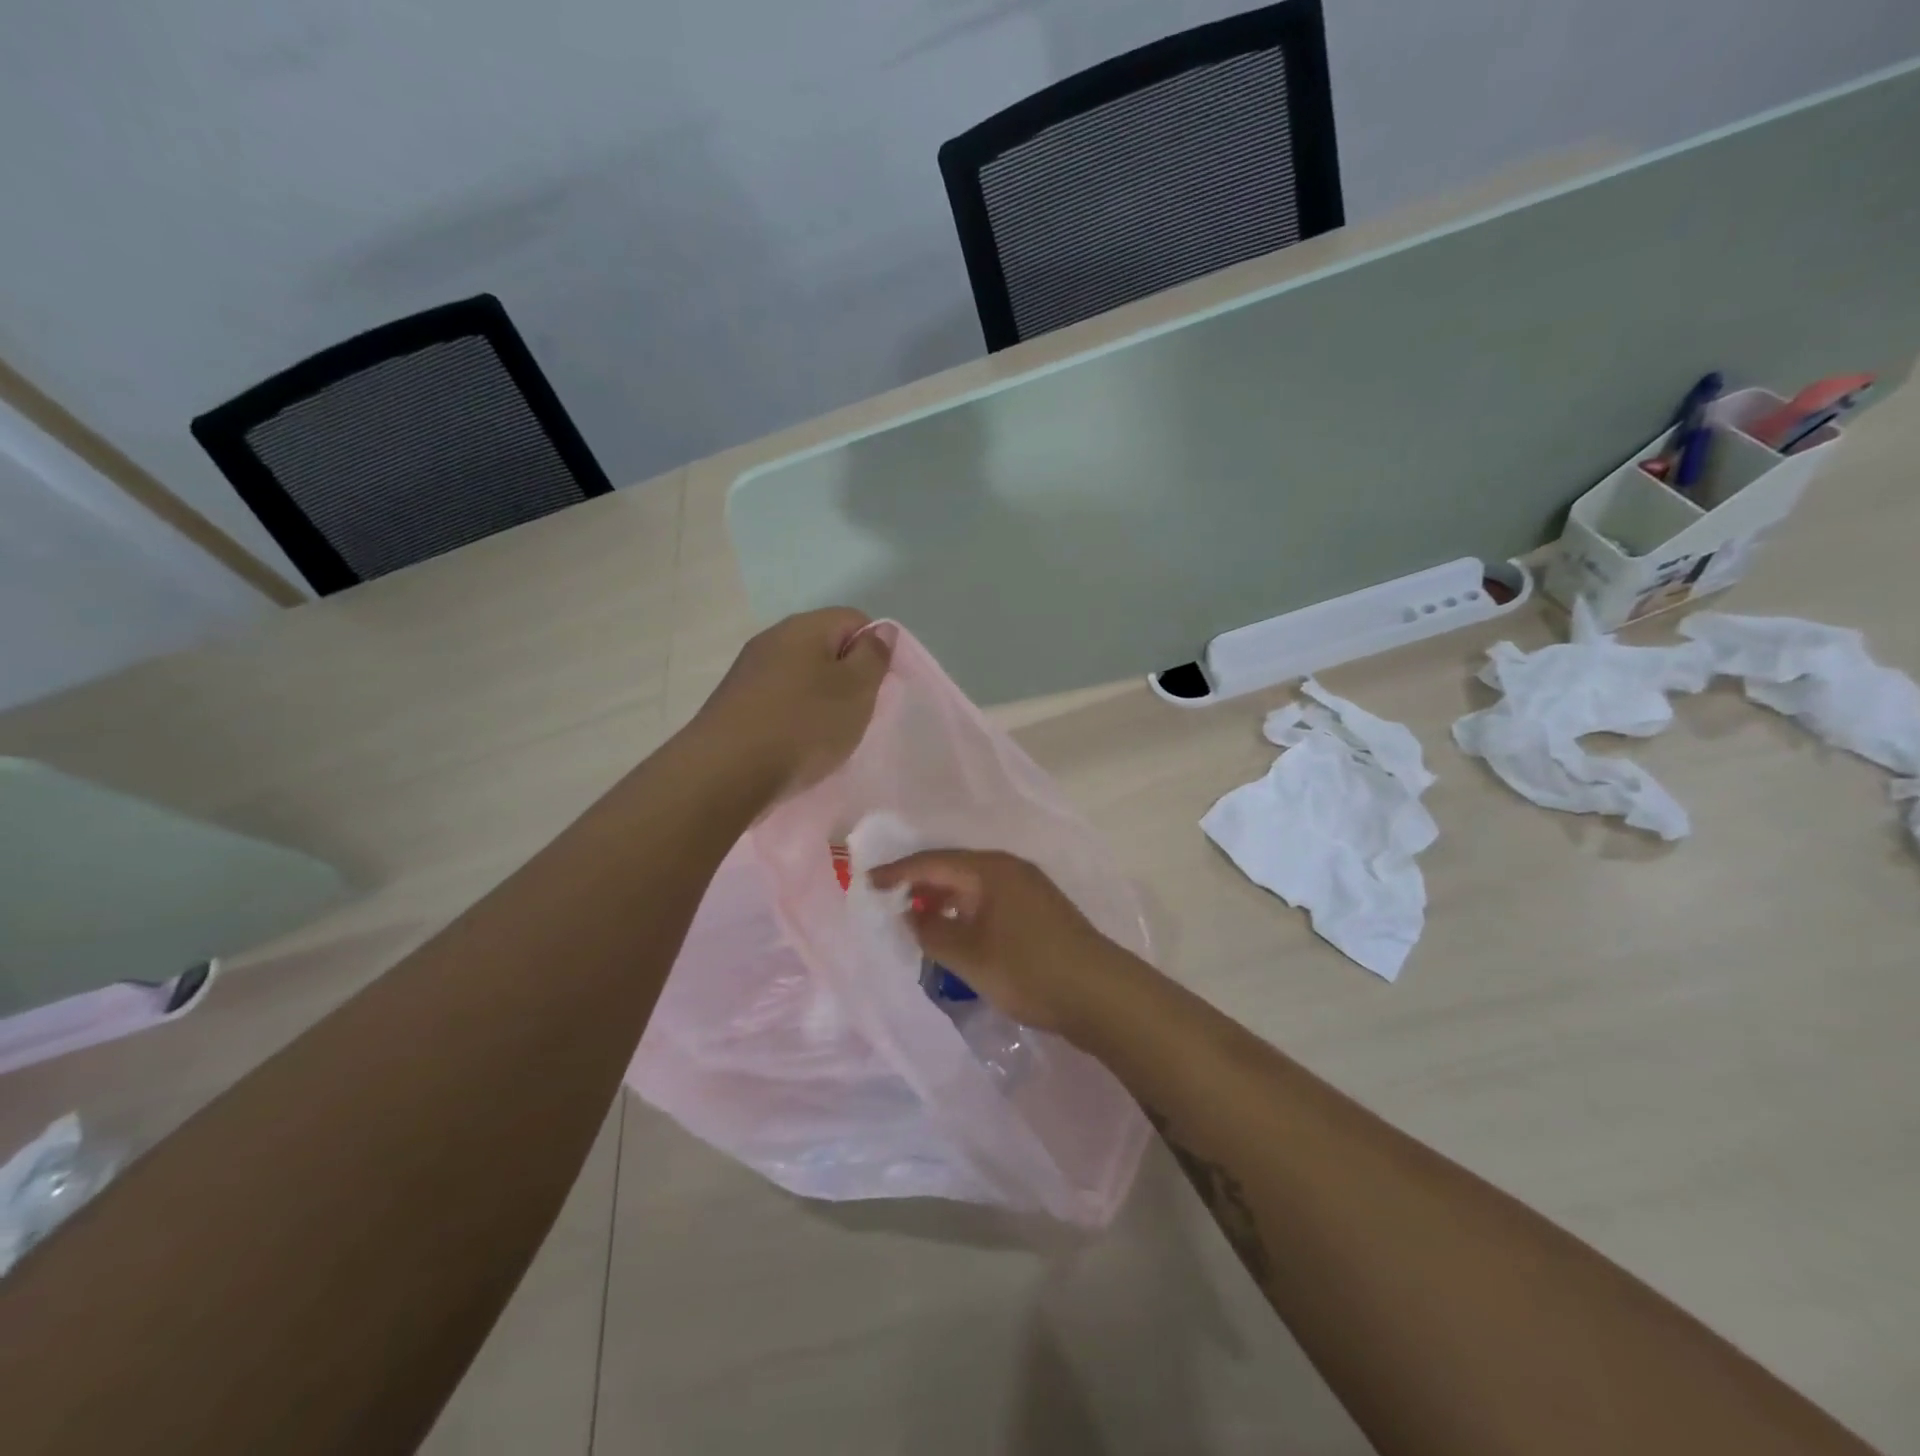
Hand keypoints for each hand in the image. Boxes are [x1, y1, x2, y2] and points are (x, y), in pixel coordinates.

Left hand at [695, 608, 890, 802]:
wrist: (725, 773)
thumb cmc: (802, 725)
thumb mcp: (855, 690)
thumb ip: (873, 656)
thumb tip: (880, 630)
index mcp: (804, 627)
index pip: (854, 619)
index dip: (875, 648)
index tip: (879, 686)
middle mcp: (772, 639)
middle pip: (825, 646)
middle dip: (848, 677)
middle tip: (857, 712)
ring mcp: (749, 671)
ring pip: (801, 675)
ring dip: (821, 700)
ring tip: (828, 734)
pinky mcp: (735, 703)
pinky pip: (778, 700)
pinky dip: (795, 717)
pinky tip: (797, 744)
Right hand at [868, 849, 1132, 1037]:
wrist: (1100, 994)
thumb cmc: (1028, 969)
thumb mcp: (969, 956)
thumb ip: (933, 933)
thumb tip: (912, 916)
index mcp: (991, 869)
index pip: (934, 861)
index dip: (898, 872)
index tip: (867, 882)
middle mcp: (1010, 869)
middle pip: (955, 868)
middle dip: (921, 884)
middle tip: (889, 901)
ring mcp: (1029, 888)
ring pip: (974, 886)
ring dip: (945, 899)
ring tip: (918, 919)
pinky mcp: (1040, 910)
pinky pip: (990, 900)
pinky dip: (967, 911)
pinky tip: (957, 932)